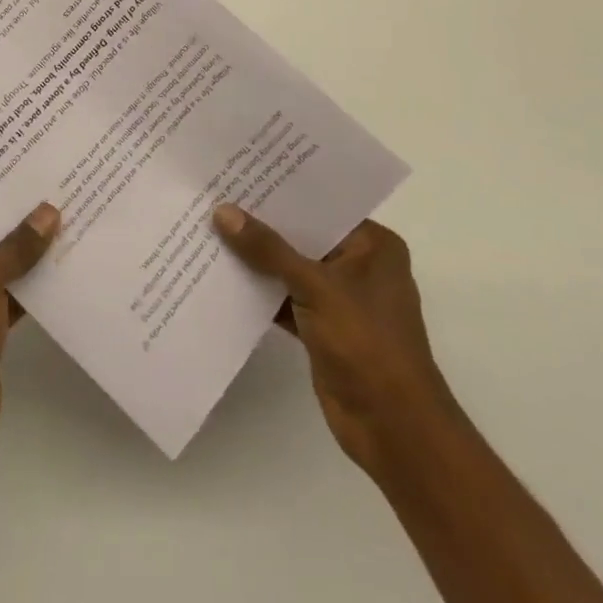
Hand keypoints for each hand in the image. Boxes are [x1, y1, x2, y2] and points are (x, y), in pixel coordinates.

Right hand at [212, 207, 454, 477]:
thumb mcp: (315, 286)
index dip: (282, 191)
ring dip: (256, 259)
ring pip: (289, 268)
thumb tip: (223, 212)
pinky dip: (259, 292)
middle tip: (215, 196)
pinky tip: (221, 276)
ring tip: (209, 228)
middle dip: (262, 224)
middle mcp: (358, 266)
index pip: (321, 206)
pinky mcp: (321, 328)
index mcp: (372, 246)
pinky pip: (284, 298)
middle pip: (302, 236)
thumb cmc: (367, 344)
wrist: (393, 429)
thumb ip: (268, 249)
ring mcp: (340, 299)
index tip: (240, 172)